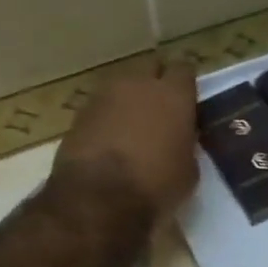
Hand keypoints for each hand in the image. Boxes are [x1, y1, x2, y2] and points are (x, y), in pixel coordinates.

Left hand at [54, 58, 199, 219]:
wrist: (97, 197)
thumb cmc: (156, 185)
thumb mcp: (188, 170)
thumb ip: (185, 145)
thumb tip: (178, 140)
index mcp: (173, 95)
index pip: (184, 70)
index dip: (186, 84)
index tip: (188, 100)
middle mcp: (138, 84)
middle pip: (150, 69)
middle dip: (156, 83)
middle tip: (161, 109)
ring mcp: (104, 95)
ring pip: (122, 86)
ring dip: (129, 100)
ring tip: (133, 126)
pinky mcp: (79, 113)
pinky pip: (101, 107)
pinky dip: (107, 118)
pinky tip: (110, 141)